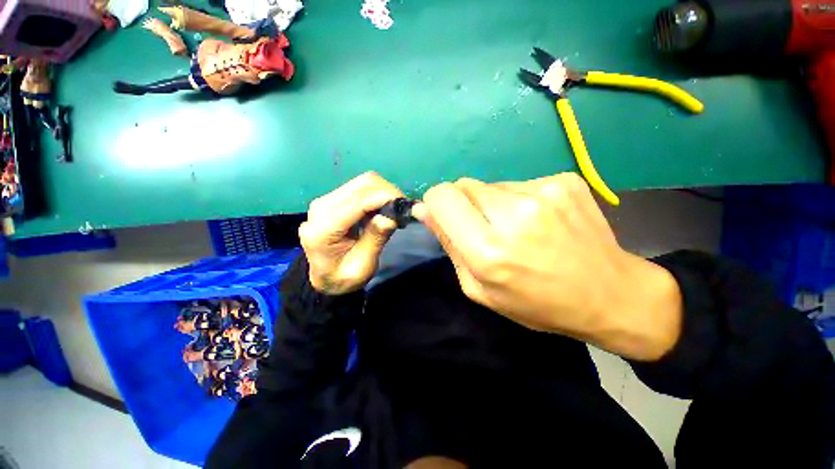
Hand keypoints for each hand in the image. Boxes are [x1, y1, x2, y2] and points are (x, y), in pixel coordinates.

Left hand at [299, 172, 403, 294]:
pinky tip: (382, 208)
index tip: (405, 205)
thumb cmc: (343, 278)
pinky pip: (359, 188)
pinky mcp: (332, 199)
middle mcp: (321, 208)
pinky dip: (376, 194)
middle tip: (402, 208)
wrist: (324, 278)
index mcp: (324, 229)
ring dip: (383, 191)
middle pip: (361, 185)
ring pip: (361, 182)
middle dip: (387, 192)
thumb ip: (375, 239)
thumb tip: (392, 216)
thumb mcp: (363, 266)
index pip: (358, 202)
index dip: (385, 198)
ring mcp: (325, 201)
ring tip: (394, 209)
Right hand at [413, 173, 681, 360]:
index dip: (436, 203)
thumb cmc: (537, 302)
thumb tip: (424, 210)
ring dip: (492, 203)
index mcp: (489, 249)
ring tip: (517, 228)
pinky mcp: (564, 181)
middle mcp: (515, 214)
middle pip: (464, 186)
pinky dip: (519, 200)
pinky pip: (519, 183)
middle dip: (464, 205)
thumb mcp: (480, 288)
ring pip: (491, 185)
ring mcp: (543, 192)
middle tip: (485, 229)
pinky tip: (539, 221)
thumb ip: (450, 245)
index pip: (443, 198)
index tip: (444, 216)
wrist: (610, 294)